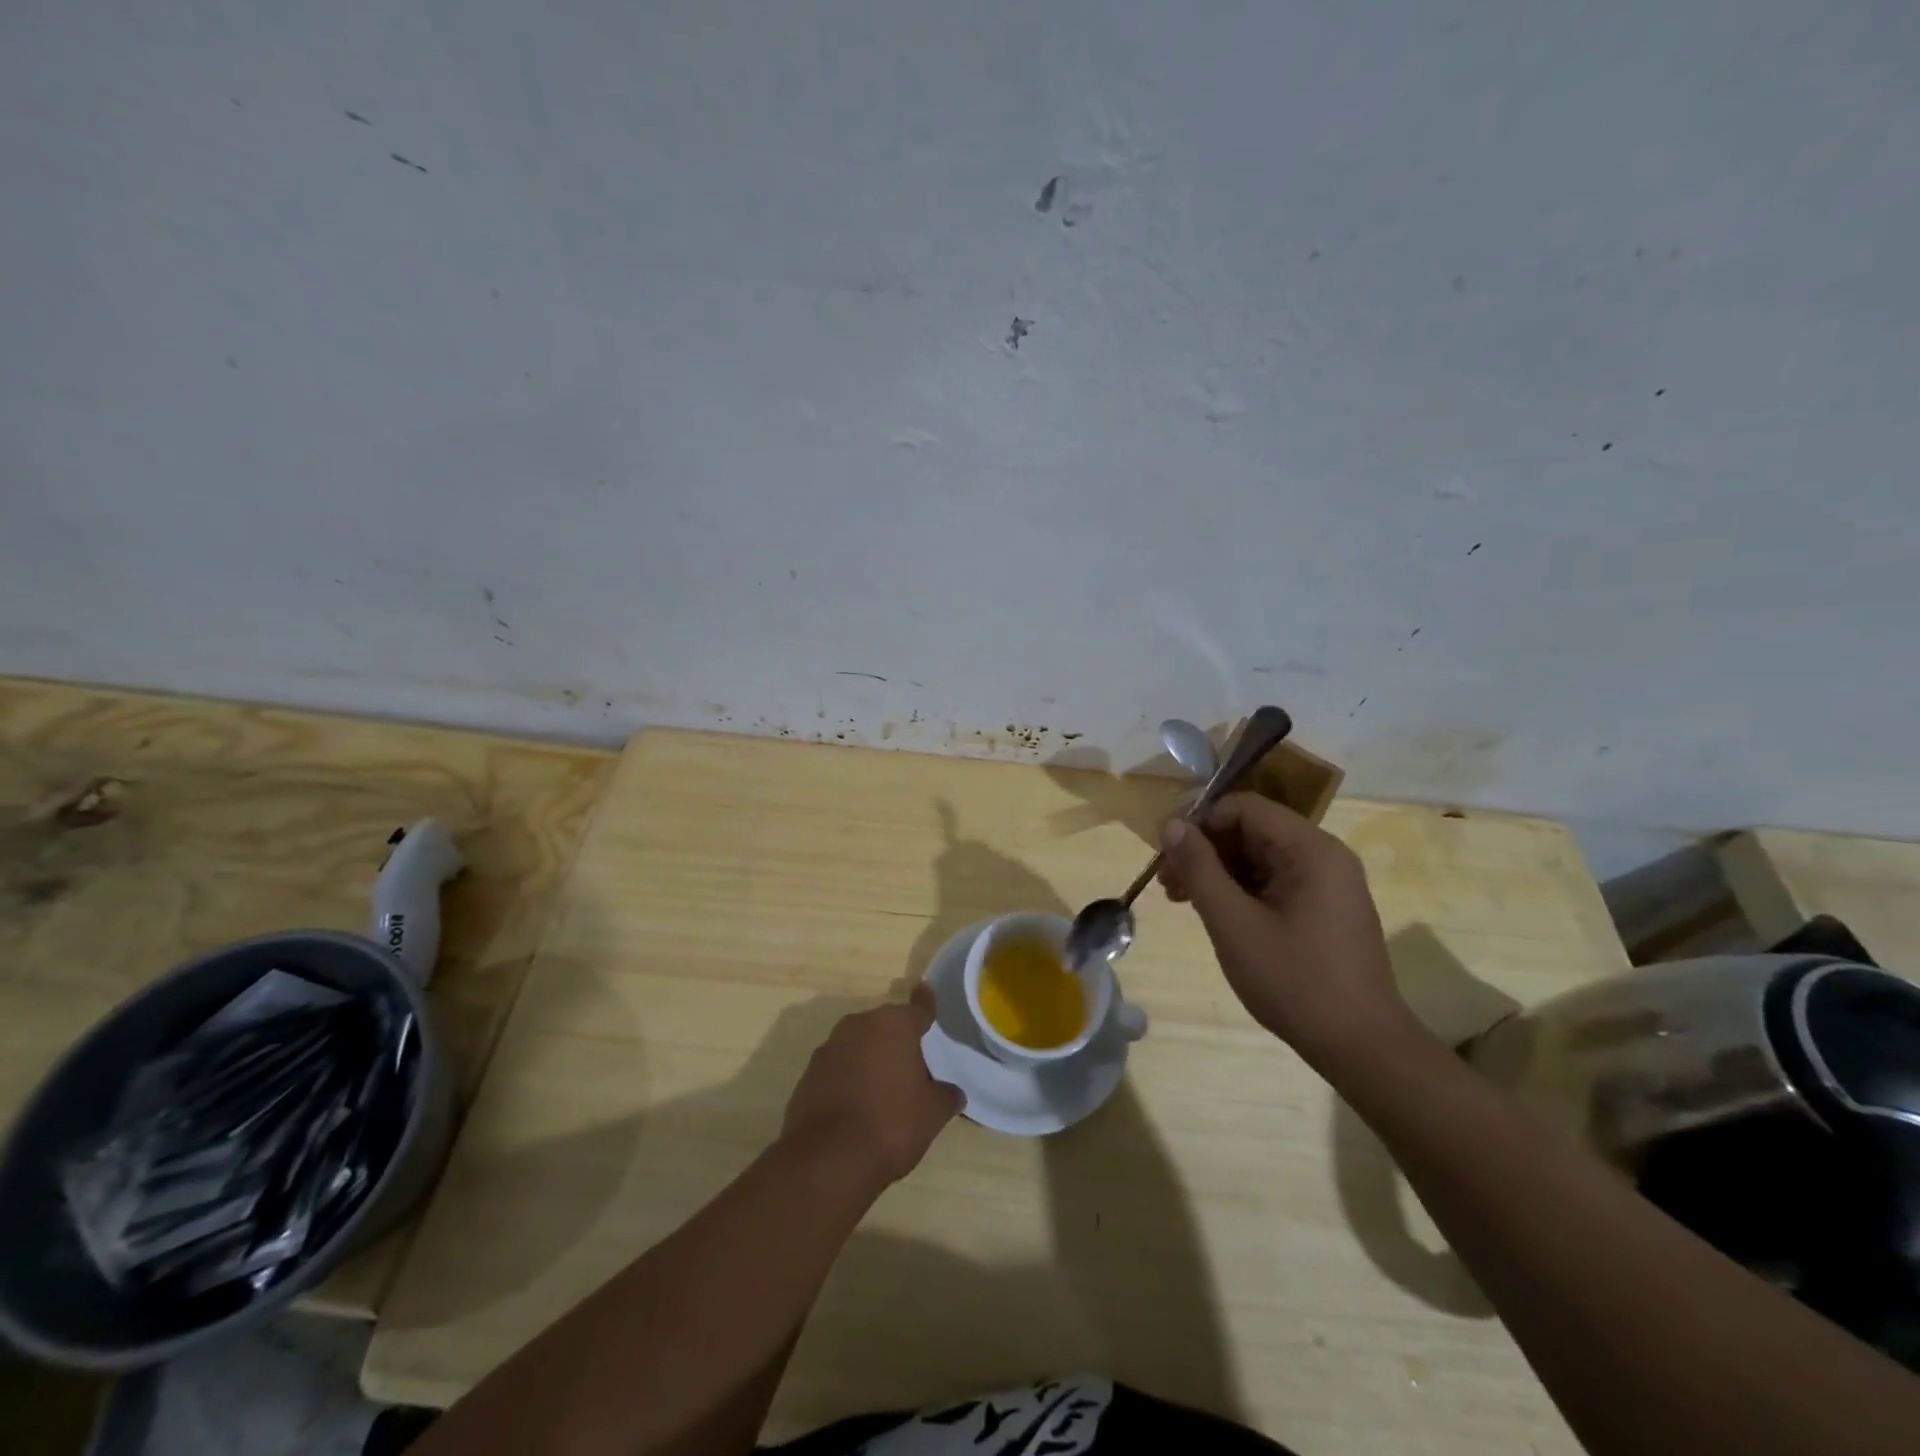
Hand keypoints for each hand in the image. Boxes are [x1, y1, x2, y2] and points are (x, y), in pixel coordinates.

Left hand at [782, 984, 962, 1187]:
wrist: (828, 1160)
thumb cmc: (891, 1124)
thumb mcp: (932, 1113)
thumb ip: (946, 1096)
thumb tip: (952, 1093)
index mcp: (894, 1025)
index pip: (918, 1008)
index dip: (925, 1003)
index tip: (925, 991)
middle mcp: (859, 1025)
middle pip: (886, 1027)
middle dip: (897, 1041)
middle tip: (912, 1068)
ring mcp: (829, 1048)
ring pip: (859, 1046)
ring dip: (871, 1060)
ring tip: (884, 1092)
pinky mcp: (808, 1074)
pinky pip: (838, 1069)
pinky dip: (849, 1079)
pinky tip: (857, 1108)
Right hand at [1158, 792, 1409, 1060]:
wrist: (1361, 1046)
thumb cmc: (1293, 980)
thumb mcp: (1232, 923)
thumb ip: (1199, 868)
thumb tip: (1171, 824)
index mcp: (1310, 849)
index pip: (1243, 808)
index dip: (1200, 822)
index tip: (1167, 852)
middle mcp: (1324, 855)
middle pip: (1251, 830)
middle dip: (1205, 850)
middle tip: (1168, 883)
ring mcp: (1328, 883)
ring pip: (1259, 856)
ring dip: (1218, 871)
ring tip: (1183, 900)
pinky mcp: (1326, 907)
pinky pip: (1275, 880)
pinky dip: (1241, 890)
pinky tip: (1216, 913)